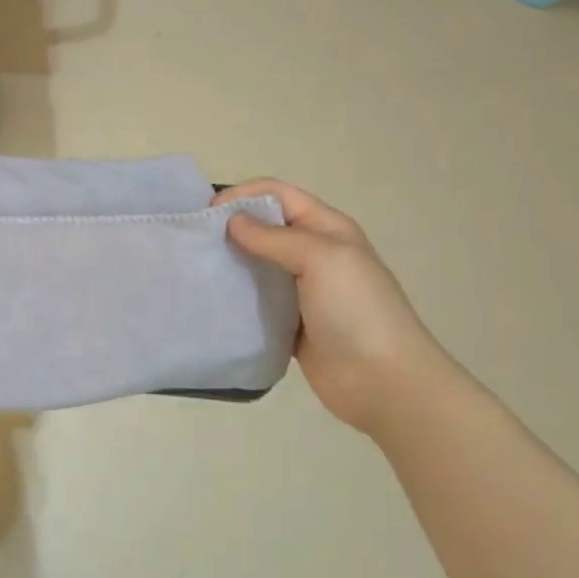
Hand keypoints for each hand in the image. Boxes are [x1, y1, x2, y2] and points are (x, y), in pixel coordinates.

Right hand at [220, 180, 459, 436]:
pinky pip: (255, 299)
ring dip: (229, 261)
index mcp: (327, 229)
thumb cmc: (357, 311)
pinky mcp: (290, 321)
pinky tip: (212, 299)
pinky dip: (235, 296)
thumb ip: (274, 237)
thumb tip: (232, 222)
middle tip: (193, 241)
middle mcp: (313, 253)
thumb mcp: (322, 259)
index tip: (206, 215)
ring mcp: (301, 289)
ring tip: (196, 268)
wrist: (385, 383)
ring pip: (256, 263)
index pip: (277, 194)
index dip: (242, 196)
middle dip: (229, 227)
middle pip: (264, 226)